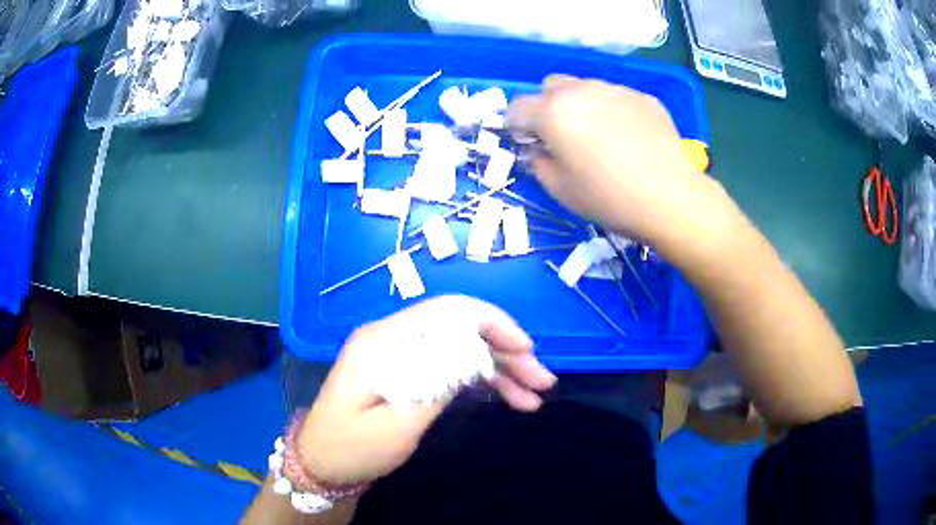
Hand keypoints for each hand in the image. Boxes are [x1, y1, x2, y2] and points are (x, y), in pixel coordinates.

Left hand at [297, 295, 555, 485]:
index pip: (448, 312)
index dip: (494, 324)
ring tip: (533, 397)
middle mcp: (393, 337)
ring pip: (460, 349)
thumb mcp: (397, 423)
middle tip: (542, 382)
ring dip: (499, 370)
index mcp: (384, 341)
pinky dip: (479, 381)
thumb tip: (477, 350)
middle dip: (506, 352)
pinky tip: (507, 397)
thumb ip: (436, 382)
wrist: (322, 464)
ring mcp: (399, 354)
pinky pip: (449, 367)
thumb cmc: (353, 448)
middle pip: (460, 330)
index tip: (528, 350)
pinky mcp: (405, 372)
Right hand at [508, 75, 720, 244]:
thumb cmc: (609, 198)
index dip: (517, 126)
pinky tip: (628, 138)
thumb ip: (537, 163)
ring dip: (580, 106)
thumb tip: (537, 149)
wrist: (671, 197)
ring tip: (600, 137)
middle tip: (563, 138)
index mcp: (553, 112)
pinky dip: (611, 110)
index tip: (530, 145)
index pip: (517, 107)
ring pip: (584, 87)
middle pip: (550, 87)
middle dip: (547, 108)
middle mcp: (581, 90)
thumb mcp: (560, 190)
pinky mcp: (642, 97)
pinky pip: (615, 96)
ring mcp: (615, 89)